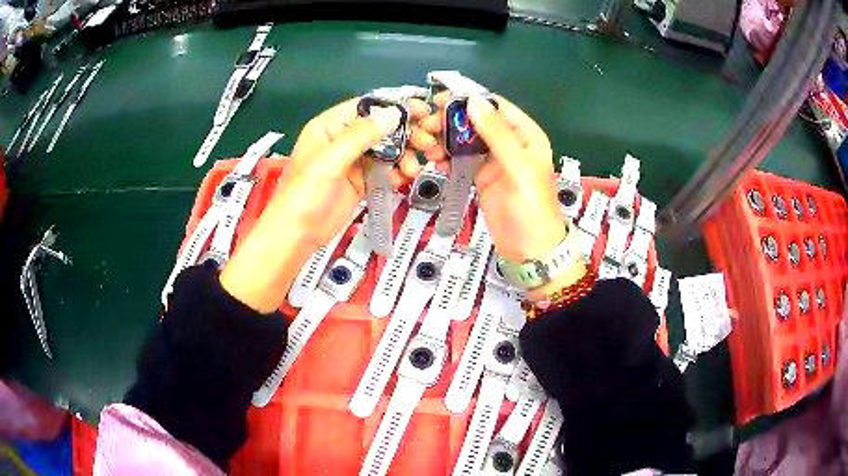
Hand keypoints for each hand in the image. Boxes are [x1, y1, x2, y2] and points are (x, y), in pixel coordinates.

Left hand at [221, 97, 428, 312]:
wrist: (297, 236)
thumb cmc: (304, 195)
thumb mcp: (330, 161)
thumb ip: (360, 135)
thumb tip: (392, 113)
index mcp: (329, 127)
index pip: (366, 107)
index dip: (394, 107)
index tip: (421, 111)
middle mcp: (343, 139)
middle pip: (381, 128)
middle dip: (406, 133)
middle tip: (426, 143)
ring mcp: (353, 161)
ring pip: (387, 148)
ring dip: (406, 155)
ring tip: (414, 168)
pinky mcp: (362, 181)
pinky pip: (386, 169)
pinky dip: (398, 171)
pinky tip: (406, 177)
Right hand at [418, 93, 584, 298]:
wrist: (529, 249)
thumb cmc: (531, 206)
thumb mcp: (517, 167)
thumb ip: (497, 133)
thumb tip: (473, 100)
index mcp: (525, 134)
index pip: (496, 106)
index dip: (469, 99)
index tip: (439, 100)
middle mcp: (509, 142)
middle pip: (476, 121)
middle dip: (451, 121)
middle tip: (426, 127)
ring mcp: (493, 159)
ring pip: (465, 139)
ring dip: (445, 139)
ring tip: (427, 147)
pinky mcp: (480, 176)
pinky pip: (460, 159)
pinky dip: (447, 157)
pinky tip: (435, 162)